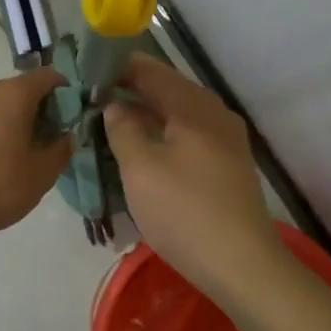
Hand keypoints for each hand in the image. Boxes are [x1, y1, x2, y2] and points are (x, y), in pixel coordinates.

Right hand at [102, 55, 284, 302]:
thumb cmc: (184, 211)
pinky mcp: (228, 167)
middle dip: (133, 90)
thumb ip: (123, 129)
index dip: (120, 67)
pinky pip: (190, 137)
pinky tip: (144, 149)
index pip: (152, 71)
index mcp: (194, 107)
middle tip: (95, 96)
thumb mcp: (141, 168)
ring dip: (148, 114)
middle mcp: (215, 115)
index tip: (89, 69)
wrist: (241, 263)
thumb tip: (115, 105)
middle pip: (169, 91)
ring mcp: (227, 142)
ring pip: (180, 115)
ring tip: (113, 120)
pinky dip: (164, 135)